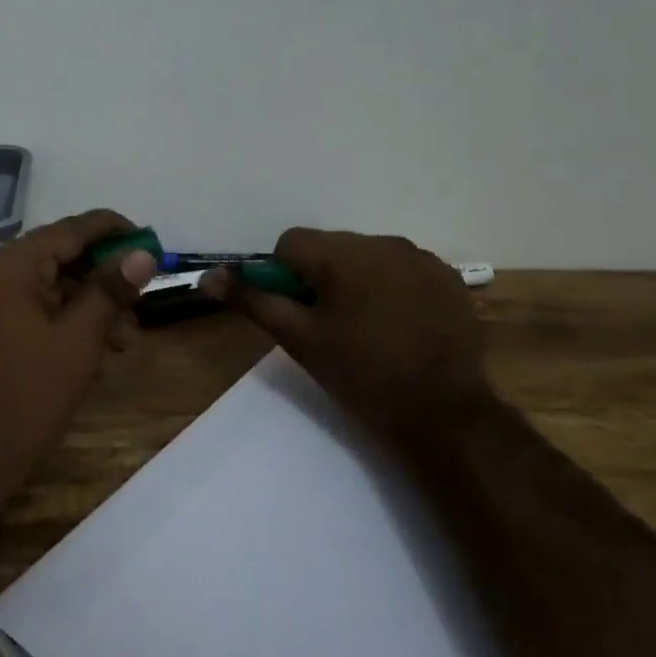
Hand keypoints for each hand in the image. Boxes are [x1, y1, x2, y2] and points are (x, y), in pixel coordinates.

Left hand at [0, 209, 158, 494]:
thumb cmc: (28, 395)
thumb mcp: (79, 340)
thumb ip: (110, 290)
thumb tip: (144, 254)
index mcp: (10, 265)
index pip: (70, 230)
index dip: (113, 230)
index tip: (149, 239)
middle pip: (59, 256)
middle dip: (103, 277)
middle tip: (141, 298)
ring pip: (49, 285)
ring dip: (89, 304)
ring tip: (125, 338)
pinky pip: (32, 307)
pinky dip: (64, 320)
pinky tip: (95, 348)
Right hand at [203, 229, 495, 440]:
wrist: (445, 415)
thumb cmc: (362, 376)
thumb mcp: (300, 340)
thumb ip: (253, 301)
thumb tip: (207, 277)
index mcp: (343, 254)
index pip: (290, 243)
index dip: (281, 276)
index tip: (296, 313)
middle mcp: (383, 242)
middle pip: (330, 247)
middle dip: (320, 278)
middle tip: (327, 326)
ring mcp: (421, 258)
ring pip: (367, 257)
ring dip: (356, 281)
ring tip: (366, 328)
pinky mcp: (447, 277)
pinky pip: (402, 269)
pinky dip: (391, 288)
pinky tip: (399, 326)